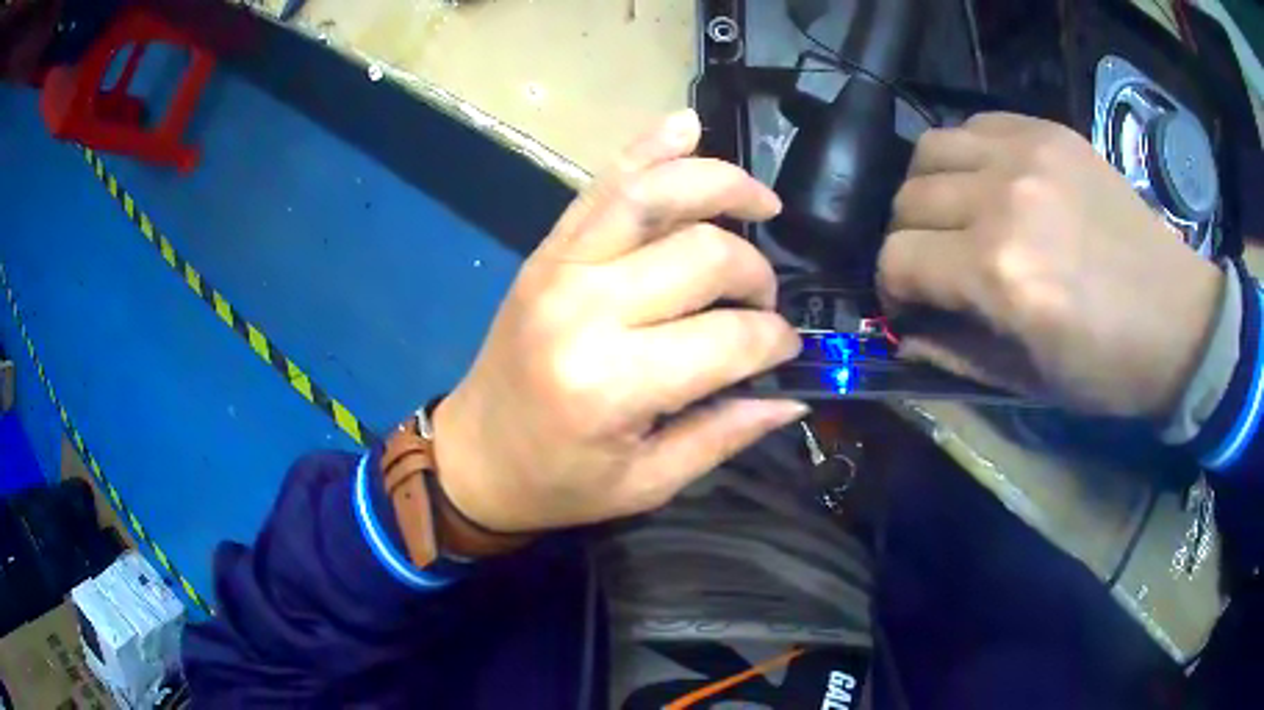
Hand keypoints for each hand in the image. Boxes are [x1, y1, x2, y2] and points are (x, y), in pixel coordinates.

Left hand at [431, 110, 806, 532]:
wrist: (473, 456)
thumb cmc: (558, 482)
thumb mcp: (648, 482)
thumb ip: (725, 434)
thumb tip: (795, 397)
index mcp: (613, 383)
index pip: (730, 337)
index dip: (774, 341)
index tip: (787, 351)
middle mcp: (586, 308)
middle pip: (704, 254)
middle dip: (756, 273)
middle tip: (763, 301)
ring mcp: (561, 266)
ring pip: (654, 193)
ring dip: (719, 183)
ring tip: (760, 202)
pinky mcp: (547, 249)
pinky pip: (602, 184)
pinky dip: (649, 148)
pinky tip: (687, 127)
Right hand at [879, 113, 1222, 418]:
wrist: (1179, 320)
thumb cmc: (1108, 367)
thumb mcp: (1027, 383)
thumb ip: (953, 354)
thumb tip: (905, 334)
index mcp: (1000, 274)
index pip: (899, 259)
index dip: (892, 288)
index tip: (908, 304)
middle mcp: (1004, 200)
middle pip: (907, 200)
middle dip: (907, 241)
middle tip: (934, 265)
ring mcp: (1029, 155)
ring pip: (929, 149)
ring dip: (927, 189)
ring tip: (954, 215)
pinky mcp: (1050, 133)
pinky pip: (975, 126)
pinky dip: (966, 155)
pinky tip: (988, 184)